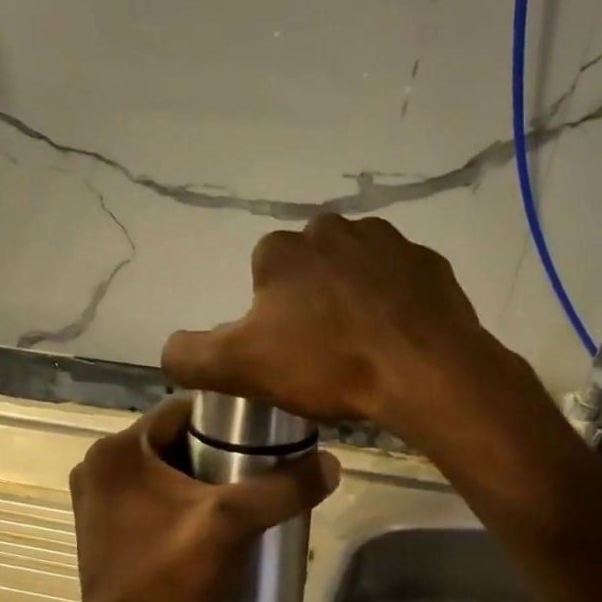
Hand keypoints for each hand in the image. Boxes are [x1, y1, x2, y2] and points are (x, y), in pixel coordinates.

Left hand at [68, 398, 338, 601]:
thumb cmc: (171, 578)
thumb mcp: (233, 524)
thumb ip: (283, 488)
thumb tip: (332, 463)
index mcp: (117, 450)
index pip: (182, 410)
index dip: (229, 417)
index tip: (266, 433)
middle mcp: (98, 466)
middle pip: (173, 440)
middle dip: (217, 451)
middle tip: (261, 467)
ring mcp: (96, 499)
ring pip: (163, 470)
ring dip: (200, 478)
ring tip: (245, 494)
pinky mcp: (102, 528)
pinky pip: (150, 496)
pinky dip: (180, 501)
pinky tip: (212, 521)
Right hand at [161, 215, 517, 449]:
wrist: (424, 371)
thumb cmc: (327, 365)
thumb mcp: (240, 368)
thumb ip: (190, 356)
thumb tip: (171, 350)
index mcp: (283, 250)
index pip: (262, 274)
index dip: (268, 315)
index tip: (285, 351)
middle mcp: (333, 229)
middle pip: (309, 268)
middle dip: (310, 301)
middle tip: (322, 351)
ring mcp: (387, 242)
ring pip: (354, 270)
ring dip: (351, 298)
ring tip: (360, 346)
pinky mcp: (429, 264)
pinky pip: (398, 281)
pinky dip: (393, 303)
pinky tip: (395, 338)